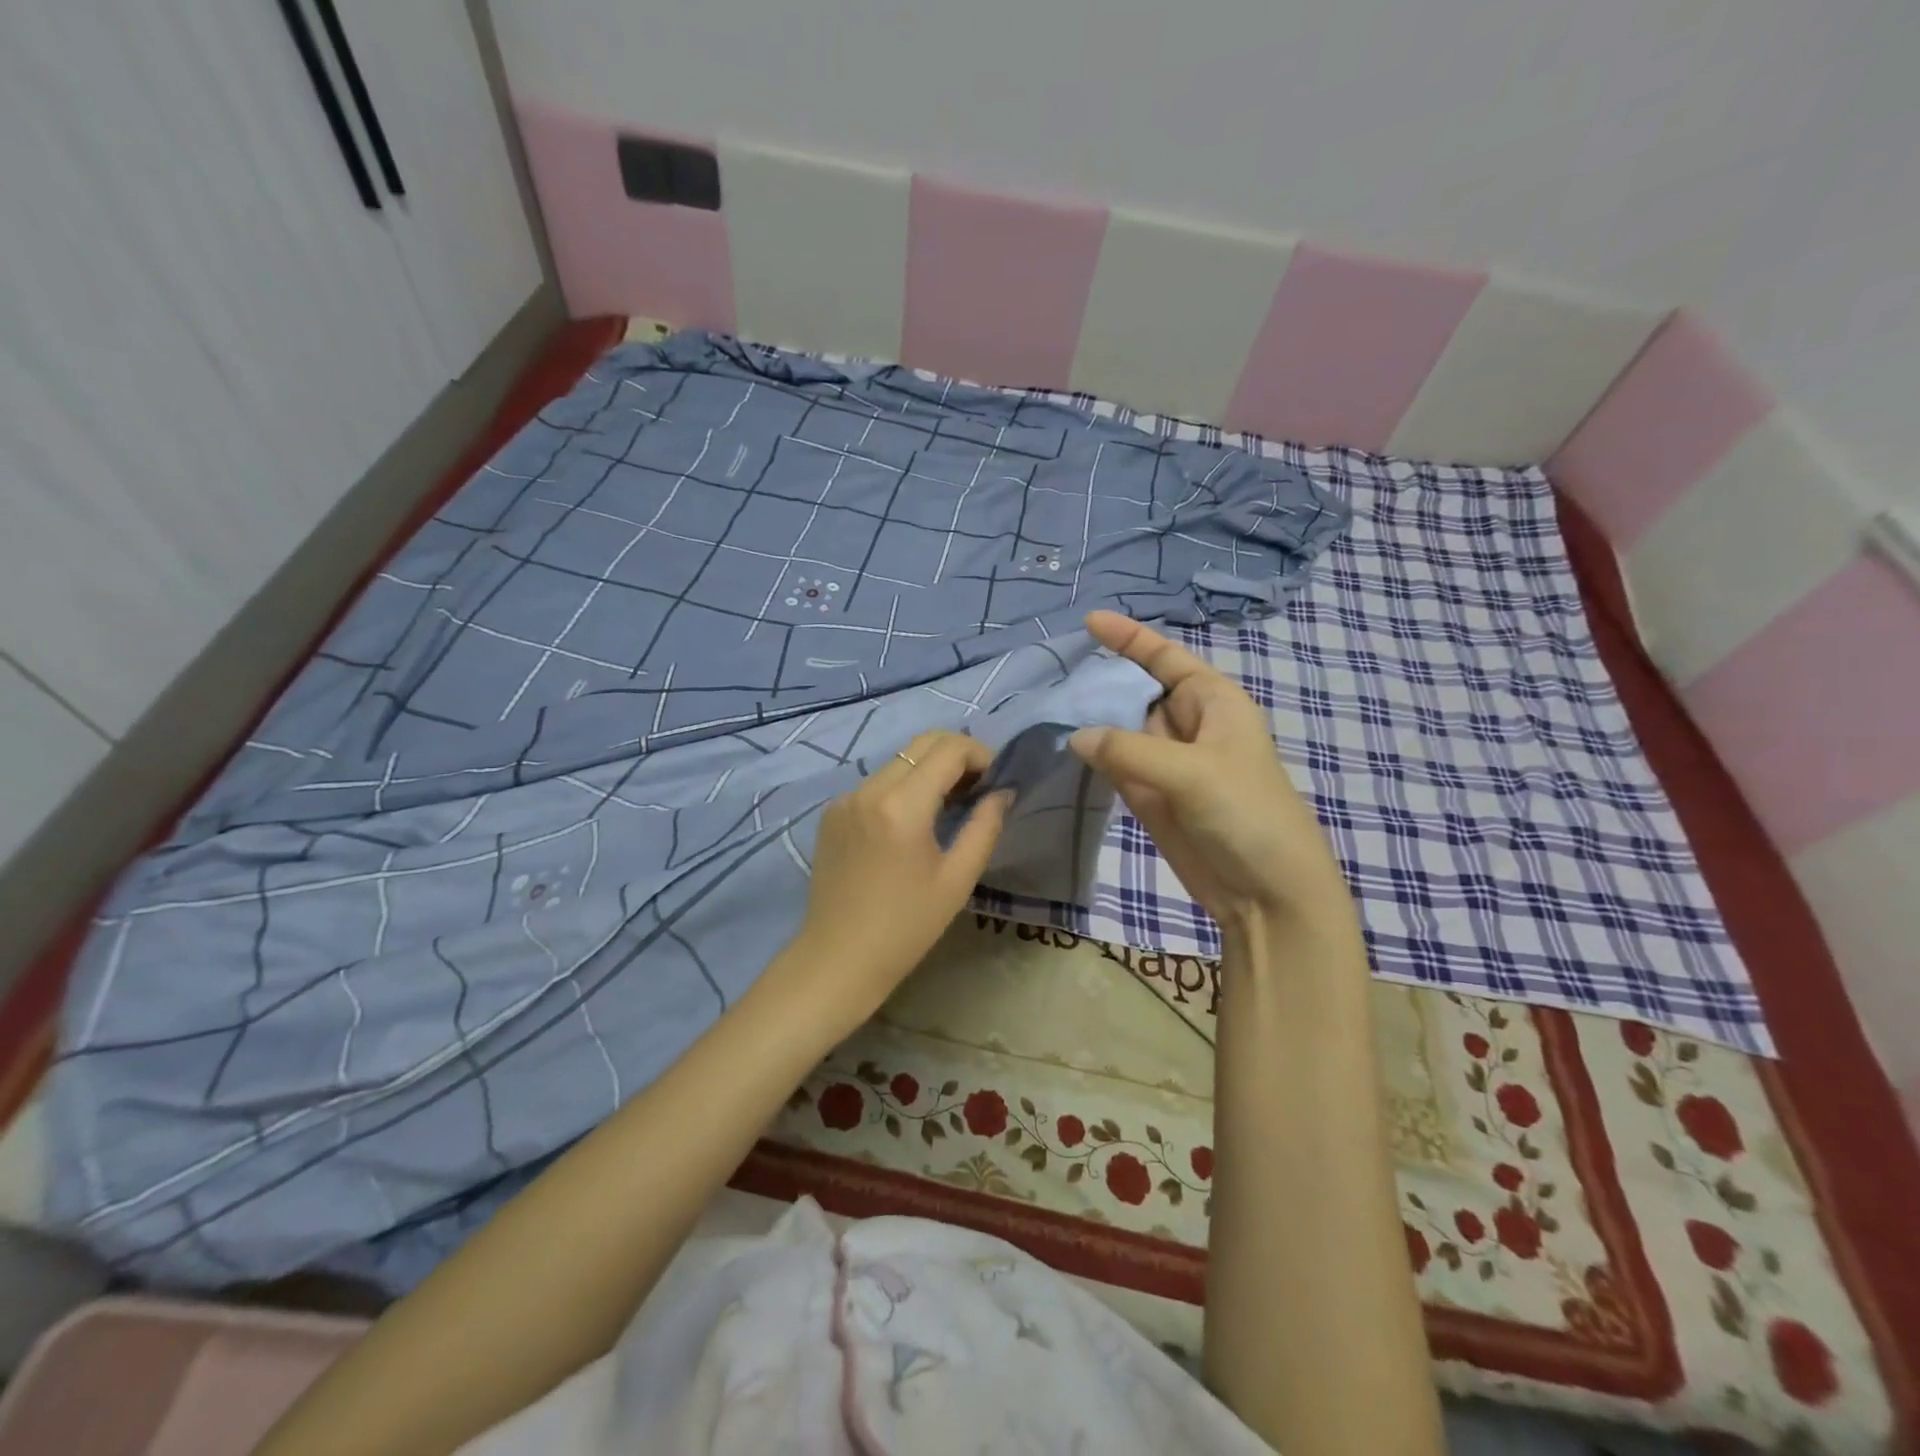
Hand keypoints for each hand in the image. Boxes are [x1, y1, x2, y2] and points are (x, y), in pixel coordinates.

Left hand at [786, 731, 1009, 1022]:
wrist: (839, 958)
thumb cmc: (906, 927)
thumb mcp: (957, 879)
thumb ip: (985, 826)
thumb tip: (1003, 792)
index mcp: (902, 806)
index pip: (948, 749)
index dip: (980, 755)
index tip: (995, 781)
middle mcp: (869, 789)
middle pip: (921, 744)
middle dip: (956, 754)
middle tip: (978, 787)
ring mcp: (845, 798)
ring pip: (898, 761)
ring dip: (929, 770)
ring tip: (948, 806)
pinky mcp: (832, 812)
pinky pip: (876, 783)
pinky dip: (901, 788)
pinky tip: (911, 823)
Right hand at [1070, 611, 1356, 941]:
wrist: (1266, 893)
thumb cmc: (1247, 815)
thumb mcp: (1192, 773)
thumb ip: (1129, 750)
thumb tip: (1075, 736)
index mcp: (1213, 703)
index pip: (1166, 658)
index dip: (1131, 638)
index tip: (1091, 620)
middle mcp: (1187, 727)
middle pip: (1136, 691)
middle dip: (1099, 679)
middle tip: (1048, 670)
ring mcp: (1166, 762)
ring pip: (1120, 729)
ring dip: (1089, 717)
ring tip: (1041, 701)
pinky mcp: (1150, 796)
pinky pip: (1114, 764)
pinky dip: (1090, 756)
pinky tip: (1058, 744)